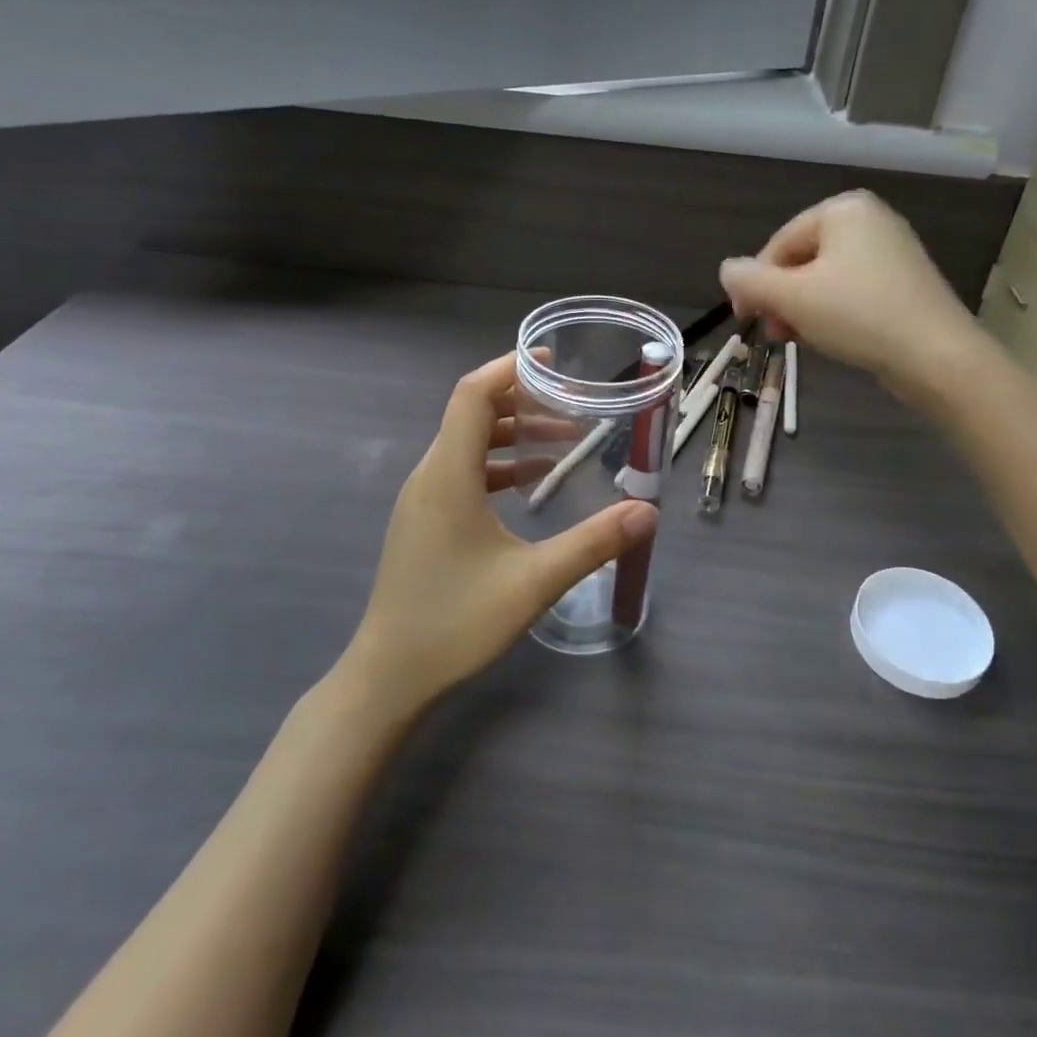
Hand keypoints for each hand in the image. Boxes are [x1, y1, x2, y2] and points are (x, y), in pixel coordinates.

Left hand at [339, 352, 657, 717]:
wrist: (389, 676)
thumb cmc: (455, 622)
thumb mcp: (534, 581)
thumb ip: (593, 542)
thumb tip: (648, 511)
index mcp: (448, 475)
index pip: (472, 395)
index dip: (509, 368)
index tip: (551, 361)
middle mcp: (429, 475)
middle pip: (471, 414)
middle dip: (522, 400)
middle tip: (571, 403)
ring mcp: (422, 499)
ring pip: (467, 444)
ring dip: (512, 434)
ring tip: (562, 441)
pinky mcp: (424, 521)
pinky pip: (462, 471)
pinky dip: (498, 463)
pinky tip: (531, 483)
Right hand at [720, 191, 979, 399]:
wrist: (936, 356)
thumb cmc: (858, 315)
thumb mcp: (792, 297)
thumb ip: (750, 280)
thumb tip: (727, 270)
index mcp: (844, 209)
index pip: (779, 243)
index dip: (755, 282)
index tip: (746, 318)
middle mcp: (871, 221)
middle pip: (803, 260)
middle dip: (781, 298)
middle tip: (775, 334)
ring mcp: (892, 252)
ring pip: (826, 280)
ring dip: (803, 310)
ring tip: (800, 340)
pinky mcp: (905, 283)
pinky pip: (853, 292)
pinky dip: (833, 313)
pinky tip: (830, 339)